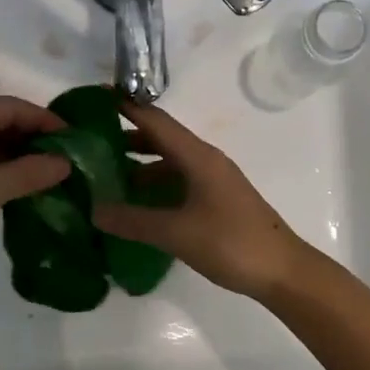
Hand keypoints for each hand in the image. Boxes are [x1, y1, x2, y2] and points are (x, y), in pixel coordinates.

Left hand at [0, 96, 69, 305]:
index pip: (13, 106)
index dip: (48, 122)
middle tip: (70, 162)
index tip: (79, 142)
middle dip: (35, 139)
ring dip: (19, 158)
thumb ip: (28, 173)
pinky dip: (0, 172)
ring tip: (53, 177)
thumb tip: (66, 162)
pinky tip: (21, 190)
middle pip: (1, 121)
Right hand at [91, 102, 309, 298]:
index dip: (126, 107)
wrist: (282, 270)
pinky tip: (136, 204)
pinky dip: (155, 187)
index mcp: (198, 157)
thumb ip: (134, 220)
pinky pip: (179, 183)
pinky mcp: (217, 201)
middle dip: (126, 137)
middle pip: (161, 139)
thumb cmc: (231, 243)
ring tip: (104, 174)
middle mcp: (206, 161)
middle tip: (88, 142)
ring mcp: (213, 181)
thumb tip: (93, 210)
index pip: (156, 120)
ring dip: (139, 165)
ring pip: (170, 163)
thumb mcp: (177, 233)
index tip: (93, 99)